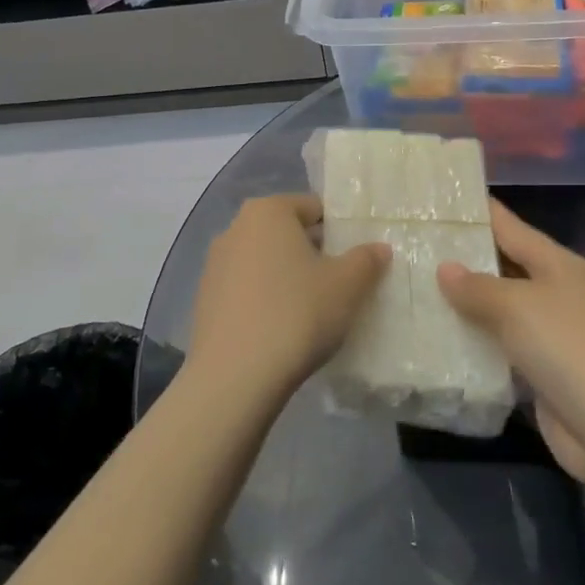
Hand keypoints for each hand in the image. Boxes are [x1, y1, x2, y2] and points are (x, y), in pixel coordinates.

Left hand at [189, 194, 390, 404]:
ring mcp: (215, 264)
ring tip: (313, 311)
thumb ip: (367, 260)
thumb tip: (379, 247)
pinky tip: (282, 330)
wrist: (234, 377)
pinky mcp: (205, 299)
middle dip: (314, 253)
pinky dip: (265, 300)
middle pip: (287, 233)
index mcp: (268, 211)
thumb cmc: (296, 314)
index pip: (313, 207)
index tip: (356, 260)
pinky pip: (246, 289)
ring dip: (288, 277)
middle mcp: (236, 227)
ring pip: (265, 262)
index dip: (339, 231)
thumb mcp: (347, 286)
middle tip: (341, 285)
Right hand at [436, 200, 584, 486]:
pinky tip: (439, 343)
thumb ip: (477, 287)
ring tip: (415, 292)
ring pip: (500, 312)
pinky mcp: (546, 376)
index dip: (476, 211)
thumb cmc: (571, 350)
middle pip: (503, 267)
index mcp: (558, 264)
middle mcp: (558, 294)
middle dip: (462, 259)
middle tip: (412, 247)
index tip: (438, 199)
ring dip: (465, 307)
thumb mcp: (517, 307)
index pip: (509, 226)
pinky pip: (503, 351)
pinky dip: (476, 347)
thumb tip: (446, 268)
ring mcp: (554, 337)